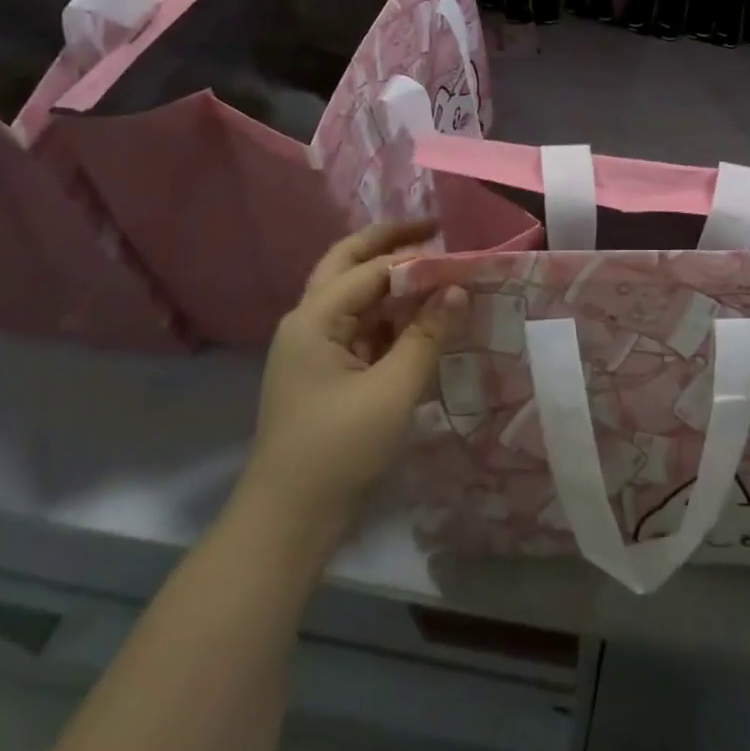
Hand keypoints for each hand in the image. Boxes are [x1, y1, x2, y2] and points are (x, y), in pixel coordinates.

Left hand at [244, 221, 466, 530]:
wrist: (288, 522)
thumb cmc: (338, 450)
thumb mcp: (392, 390)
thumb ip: (427, 335)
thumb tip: (457, 289)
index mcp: (314, 319)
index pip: (372, 270)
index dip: (418, 260)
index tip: (461, 254)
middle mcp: (308, 322)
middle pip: (347, 263)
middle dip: (389, 242)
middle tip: (433, 228)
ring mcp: (313, 347)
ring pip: (353, 294)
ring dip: (391, 279)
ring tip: (435, 271)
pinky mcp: (325, 370)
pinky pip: (360, 326)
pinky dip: (389, 315)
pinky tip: (421, 319)